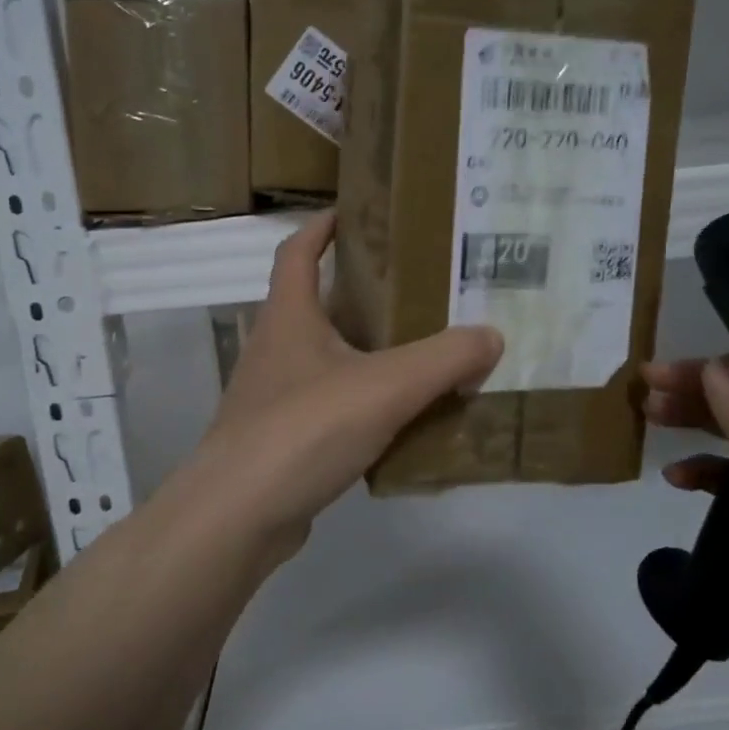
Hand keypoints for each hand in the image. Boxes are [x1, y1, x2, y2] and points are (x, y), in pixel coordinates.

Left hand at [180, 212, 502, 555]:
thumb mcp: (385, 386)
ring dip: (367, 354)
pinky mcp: (281, 441)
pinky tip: (401, 422)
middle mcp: (275, 348)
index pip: (297, 251)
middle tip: (417, 291)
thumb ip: (444, 359)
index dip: (322, 226)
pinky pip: (330, 408)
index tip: (356, 212)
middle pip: (317, 304)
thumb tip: (491, 336)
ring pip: (327, 360)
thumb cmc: (303, 430)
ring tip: (421, 355)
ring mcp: (273, 398)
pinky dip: (362, 405)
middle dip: (362, 294)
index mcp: (289, 316)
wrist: (237, 517)